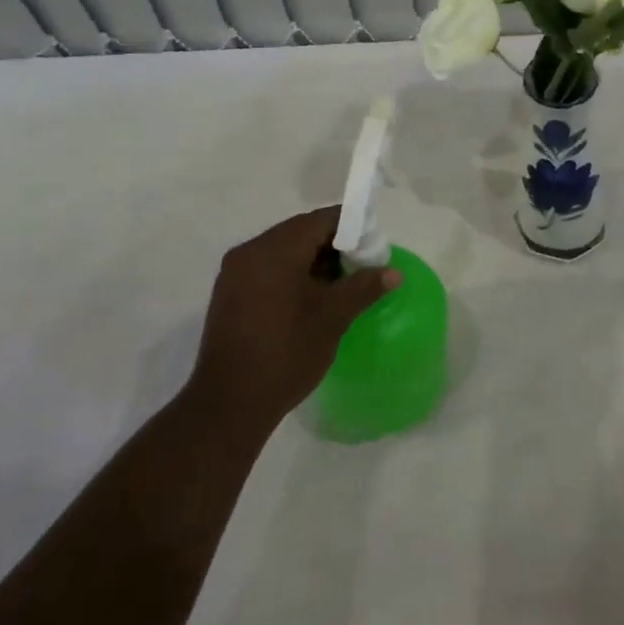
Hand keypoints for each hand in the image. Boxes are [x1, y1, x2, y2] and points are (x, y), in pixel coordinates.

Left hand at [183, 207, 400, 436]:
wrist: (229, 404)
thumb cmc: (287, 352)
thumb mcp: (333, 317)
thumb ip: (364, 287)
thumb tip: (394, 272)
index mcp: (275, 249)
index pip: (321, 220)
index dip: (352, 227)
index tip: (374, 246)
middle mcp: (250, 251)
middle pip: (300, 232)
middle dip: (334, 245)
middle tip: (361, 267)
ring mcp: (235, 273)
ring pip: (283, 251)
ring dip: (313, 261)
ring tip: (340, 285)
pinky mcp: (229, 295)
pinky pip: (267, 269)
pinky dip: (292, 274)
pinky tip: (311, 299)